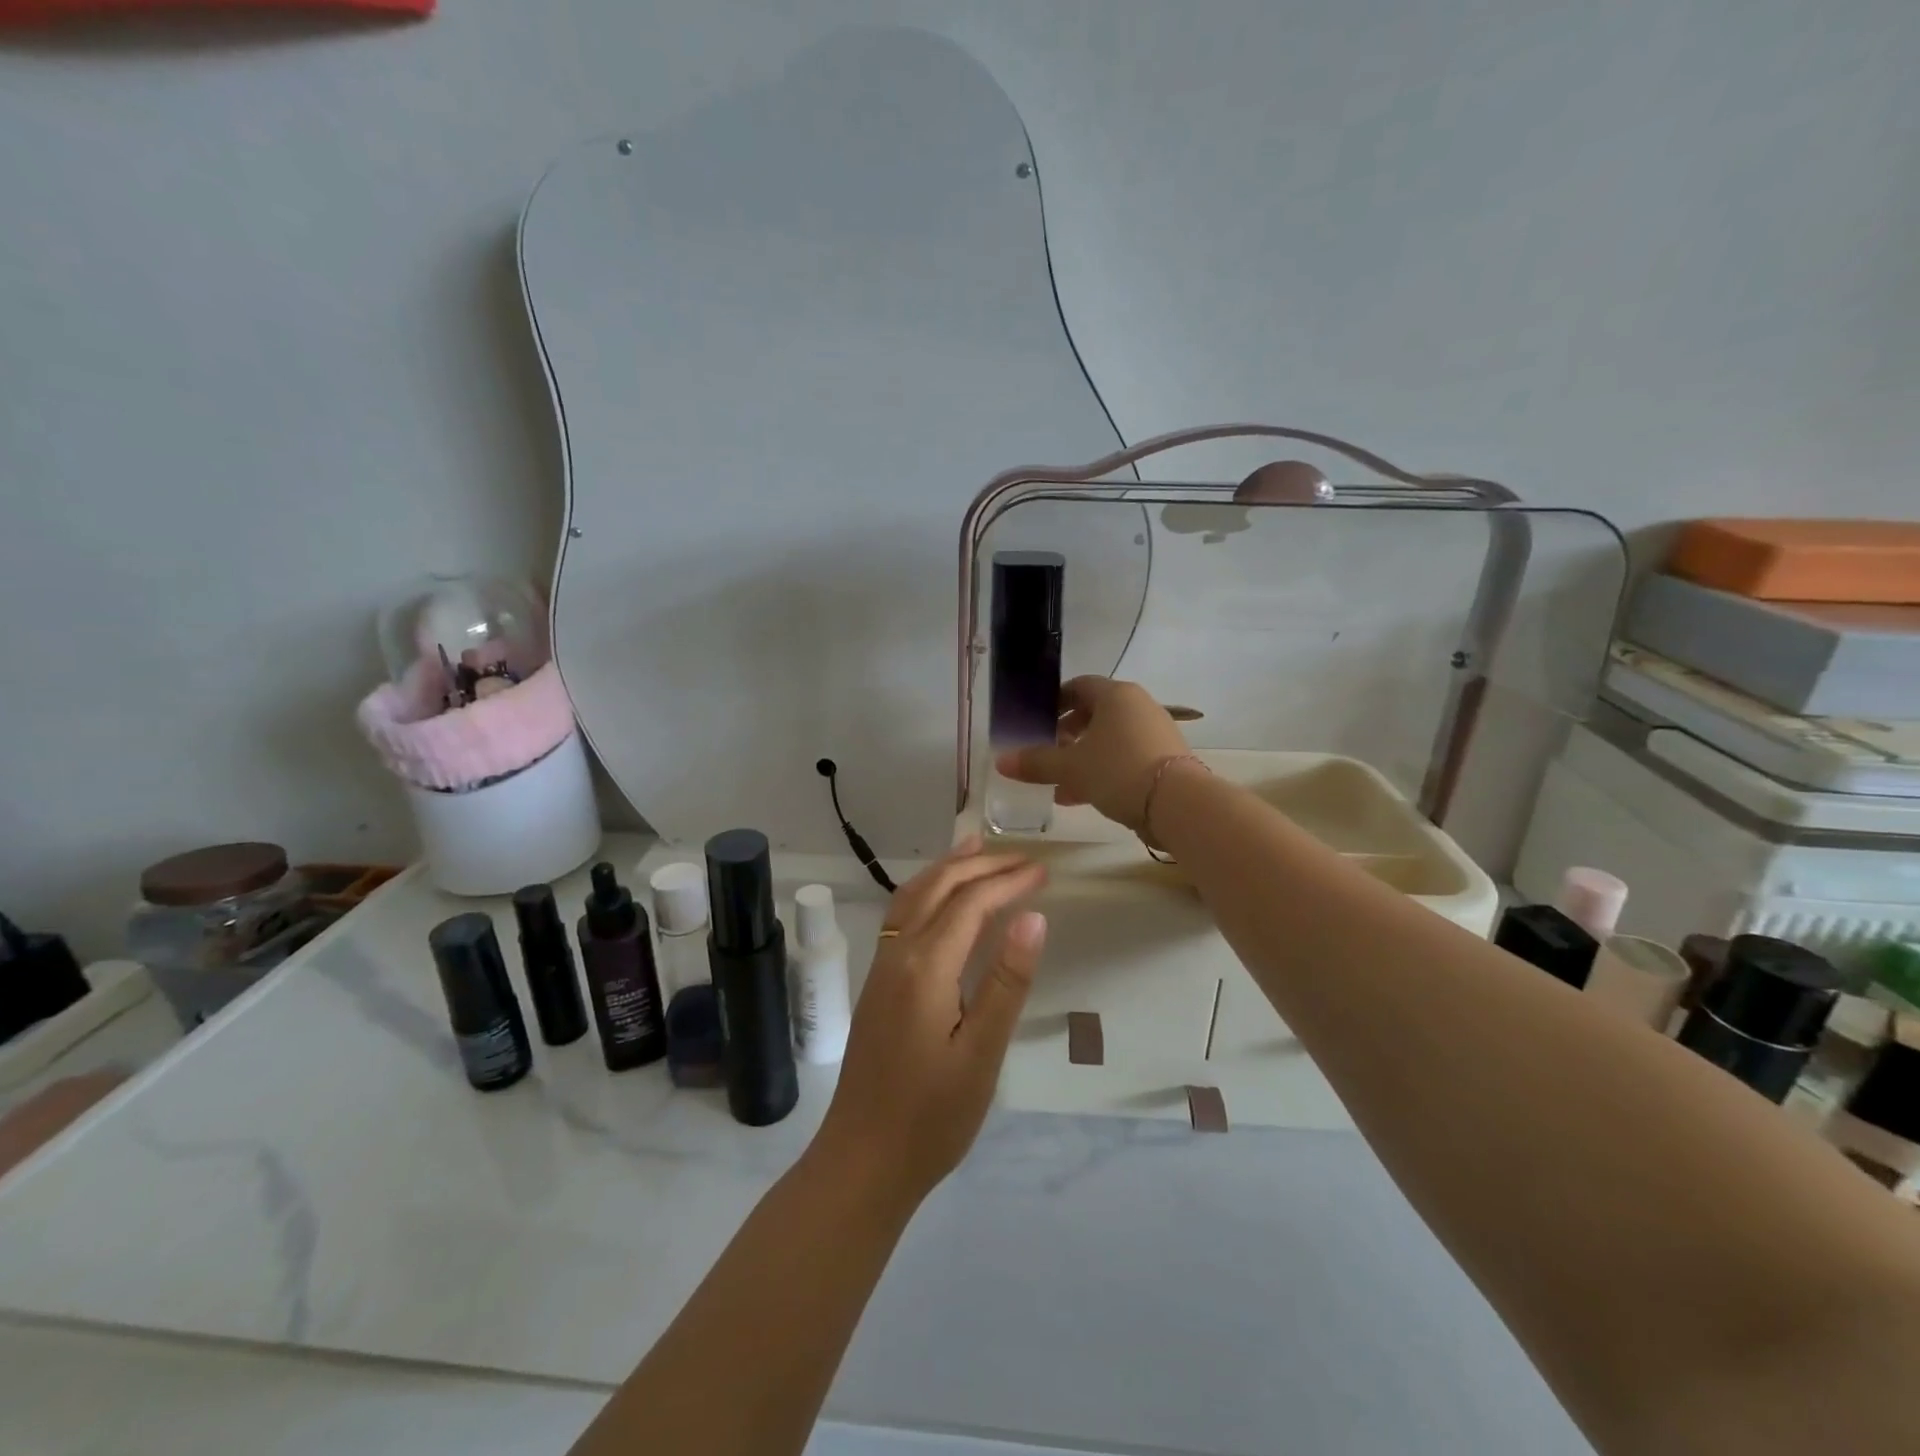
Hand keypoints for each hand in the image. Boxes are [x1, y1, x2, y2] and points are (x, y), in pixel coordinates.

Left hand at [813, 839, 1046, 1204]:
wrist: (862, 1159)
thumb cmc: (931, 1115)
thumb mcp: (982, 1052)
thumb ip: (1006, 981)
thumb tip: (1032, 916)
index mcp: (925, 965)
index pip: (971, 902)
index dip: (1008, 882)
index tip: (1044, 871)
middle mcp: (898, 952)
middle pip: (940, 887)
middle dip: (981, 864)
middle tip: (1023, 857)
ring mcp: (881, 966)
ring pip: (914, 895)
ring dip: (948, 867)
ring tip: (977, 847)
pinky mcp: (878, 982)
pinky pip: (902, 914)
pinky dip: (928, 889)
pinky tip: (941, 898)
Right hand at [995, 676, 1188, 831]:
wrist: (1177, 804)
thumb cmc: (1118, 770)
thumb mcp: (1070, 767)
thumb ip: (1036, 762)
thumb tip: (1001, 761)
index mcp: (1115, 695)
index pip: (1078, 686)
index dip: (1054, 702)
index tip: (1036, 722)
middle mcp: (1137, 706)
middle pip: (1094, 714)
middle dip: (1066, 734)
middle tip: (1045, 753)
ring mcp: (1154, 733)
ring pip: (1108, 740)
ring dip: (1081, 758)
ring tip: (1057, 783)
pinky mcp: (1163, 760)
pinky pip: (1124, 758)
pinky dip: (1102, 771)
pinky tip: (1080, 797)